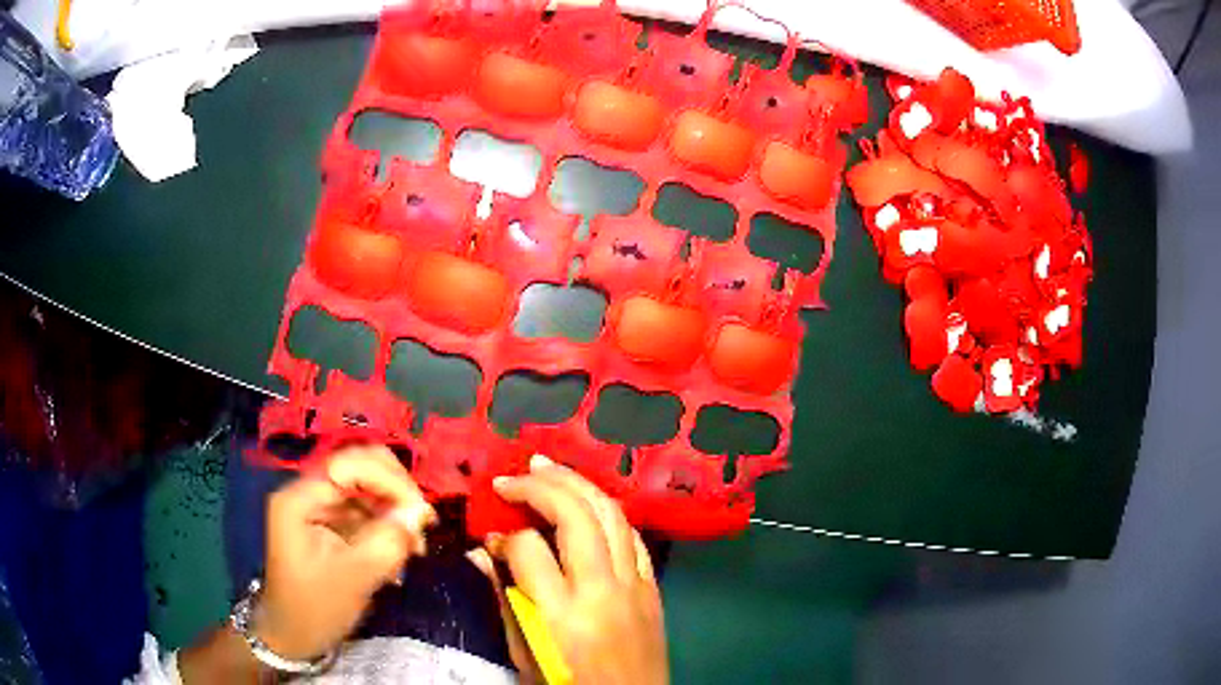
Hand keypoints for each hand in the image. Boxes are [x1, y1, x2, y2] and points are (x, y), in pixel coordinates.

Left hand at [257, 445, 436, 660]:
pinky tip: (404, 548)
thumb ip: (386, 543)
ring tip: (416, 543)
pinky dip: (390, 522)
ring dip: (396, 507)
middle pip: (359, 464)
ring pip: (368, 485)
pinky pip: (368, 507)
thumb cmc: (315, 609)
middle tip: (423, 521)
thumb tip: (419, 513)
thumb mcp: (353, 580)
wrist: (294, 635)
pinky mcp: (334, 521)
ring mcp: (321, 505)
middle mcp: (308, 491)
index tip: (420, 512)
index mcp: (299, 499)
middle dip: (395, 489)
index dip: (388, 480)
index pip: (348, 465)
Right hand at [477, 455, 667, 684]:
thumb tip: (484, 554)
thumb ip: (505, 601)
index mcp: (563, 614)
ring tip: (548, 466)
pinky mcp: (654, 587)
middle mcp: (603, 590)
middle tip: (512, 475)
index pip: (528, 549)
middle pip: (575, 516)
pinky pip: (634, 536)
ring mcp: (635, 585)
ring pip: (611, 514)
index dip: (503, 536)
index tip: (490, 537)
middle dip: (541, 486)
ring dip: (578, 483)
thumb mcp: (526, 654)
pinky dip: (608, 513)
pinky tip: (589, 503)